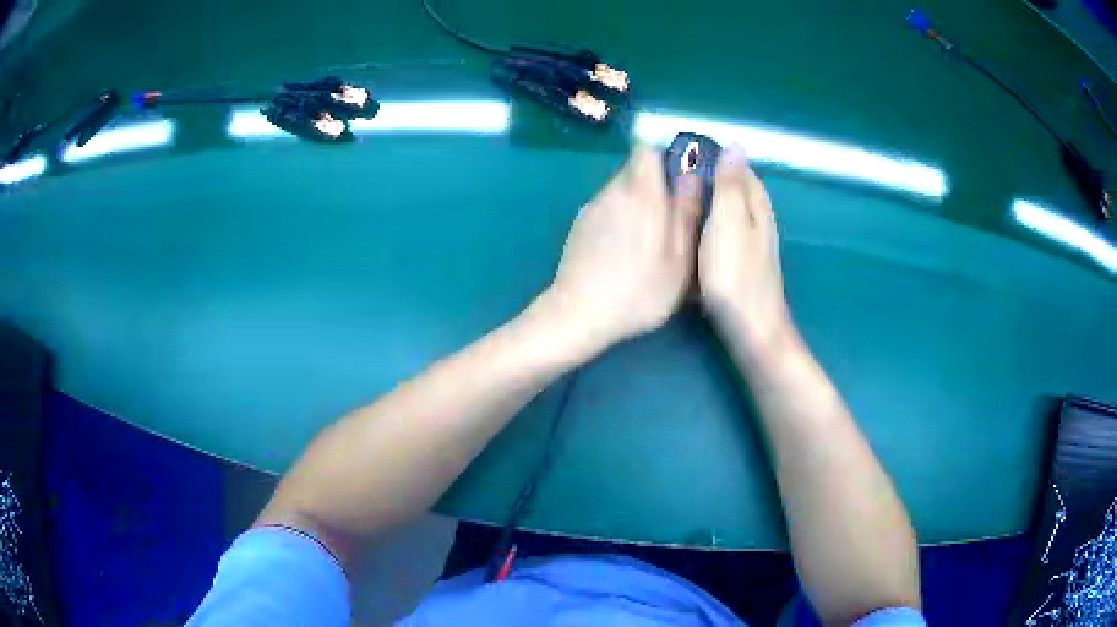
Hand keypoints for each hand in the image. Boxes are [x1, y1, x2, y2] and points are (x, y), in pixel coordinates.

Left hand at [541, 145, 702, 350]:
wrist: (578, 313)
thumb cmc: (638, 290)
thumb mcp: (679, 259)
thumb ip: (687, 214)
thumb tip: (693, 176)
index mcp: (641, 194)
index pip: (647, 149)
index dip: (666, 157)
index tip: (681, 180)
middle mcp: (613, 191)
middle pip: (636, 170)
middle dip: (657, 186)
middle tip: (674, 219)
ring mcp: (592, 208)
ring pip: (622, 190)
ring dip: (639, 205)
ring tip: (651, 240)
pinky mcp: (580, 225)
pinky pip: (608, 209)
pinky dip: (621, 220)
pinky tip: (624, 252)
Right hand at [699, 147, 789, 347]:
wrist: (750, 327)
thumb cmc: (735, 273)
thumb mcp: (729, 221)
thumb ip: (730, 185)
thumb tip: (736, 145)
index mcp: (756, 206)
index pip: (740, 170)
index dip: (717, 158)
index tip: (686, 153)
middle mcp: (759, 221)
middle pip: (737, 191)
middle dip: (711, 179)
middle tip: (676, 178)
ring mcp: (754, 246)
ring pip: (731, 214)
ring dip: (709, 203)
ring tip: (679, 202)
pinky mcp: (744, 265)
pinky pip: (725, 234)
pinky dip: (710, 227)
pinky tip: (692, 236)